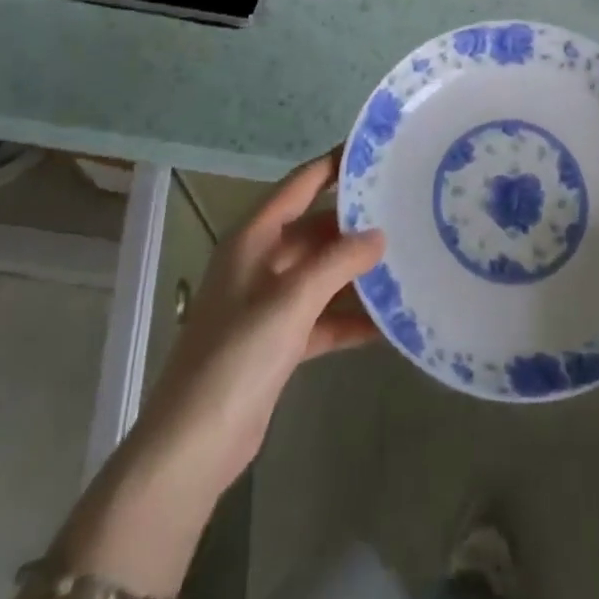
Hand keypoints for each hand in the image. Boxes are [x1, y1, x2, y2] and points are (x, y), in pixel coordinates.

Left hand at [136, 145, 386, 496]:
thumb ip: (338, 262)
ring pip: (321, 274)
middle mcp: (260, 262)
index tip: (375, 151)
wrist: (192, 447)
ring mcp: (267, 303)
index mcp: (253, 238)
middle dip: (355, 224)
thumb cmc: (238, 355)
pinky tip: (388, 321)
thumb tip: (379, 235)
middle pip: (315, 229)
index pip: (300, 185)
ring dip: (357, 272)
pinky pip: (321, 317)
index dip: (334, 165)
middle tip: (405, 210)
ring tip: (406, 260)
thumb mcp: (293, 299)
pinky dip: (349, 318)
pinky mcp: (276, 342)